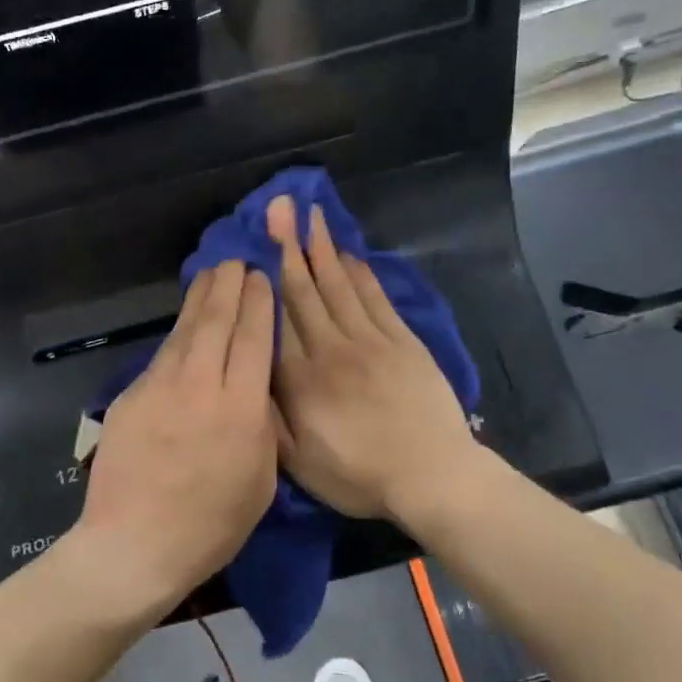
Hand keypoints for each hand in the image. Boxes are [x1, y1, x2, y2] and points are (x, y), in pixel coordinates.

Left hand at [77, 260, 278, 609]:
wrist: (134, 546)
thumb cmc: (210, 526)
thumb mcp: (261, 481)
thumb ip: (261, 426)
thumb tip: (255, 389)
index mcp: (240, 409)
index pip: (252, 338)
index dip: (259, 303)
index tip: (262, 278)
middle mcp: (200, 386)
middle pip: (216, 321)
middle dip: (229, 285)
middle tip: (236, 260)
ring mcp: (159, 388)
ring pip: (184, 331)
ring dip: (200, 298)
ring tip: (211, 274)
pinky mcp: (131, 397)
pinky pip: (163, 356)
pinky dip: (178, 334)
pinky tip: (184, 326)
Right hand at [268, 195, 477, 525]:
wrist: (432, 476)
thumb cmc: (359, 475)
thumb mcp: (299, 463)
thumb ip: (269, 417)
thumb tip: (248, 374)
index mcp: (301, 379)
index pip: (276, 317)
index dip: (263, 277)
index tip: (252, 243)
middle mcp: (331, 348)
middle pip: (305, 289)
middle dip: (289, 245)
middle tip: (279, 206)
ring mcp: (370, 340)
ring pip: (339, 285)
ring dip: (322, 248)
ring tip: (310, 215)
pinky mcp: (402, 341)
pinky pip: (375, 298)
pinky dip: (360, 273)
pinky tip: (349, 254)